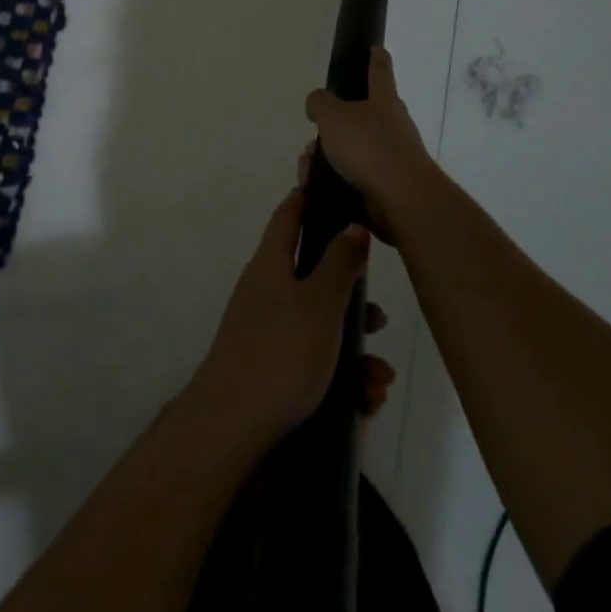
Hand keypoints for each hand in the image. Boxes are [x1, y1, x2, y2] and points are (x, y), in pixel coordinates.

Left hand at [191, 184, 396, 447]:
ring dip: (353, 348)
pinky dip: (341, 376)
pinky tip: (364, 400)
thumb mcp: (320, 303)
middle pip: (313, 275)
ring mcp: (266, 330)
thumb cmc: (281, 353)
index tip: (333, 184)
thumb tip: (352, 224)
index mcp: (272, 263)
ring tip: (378, 378)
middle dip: (351, 296)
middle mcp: (266, 290)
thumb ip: (339, 262)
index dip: (309, 196)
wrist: (232, 427)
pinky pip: (313, 360)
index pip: (289, 214)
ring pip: (320, 325)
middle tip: (377, 316)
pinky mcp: (271, 367)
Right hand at [303, 48, 435, 235]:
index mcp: (384, 100)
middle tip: (314, 136)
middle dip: (334, 125)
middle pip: (361, 116)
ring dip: (328, 156)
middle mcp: (393, 125)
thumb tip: (318, 103)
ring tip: (309, 169)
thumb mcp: (332, 116)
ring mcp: (392, 156)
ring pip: (352, 149)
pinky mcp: (387, 185)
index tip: (376, 48)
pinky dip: (334, 179)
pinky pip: (353, 176)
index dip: (376, 58)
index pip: (379, 71)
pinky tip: (317, 187)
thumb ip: (320, 103)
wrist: (400, 198)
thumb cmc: (368, 147)